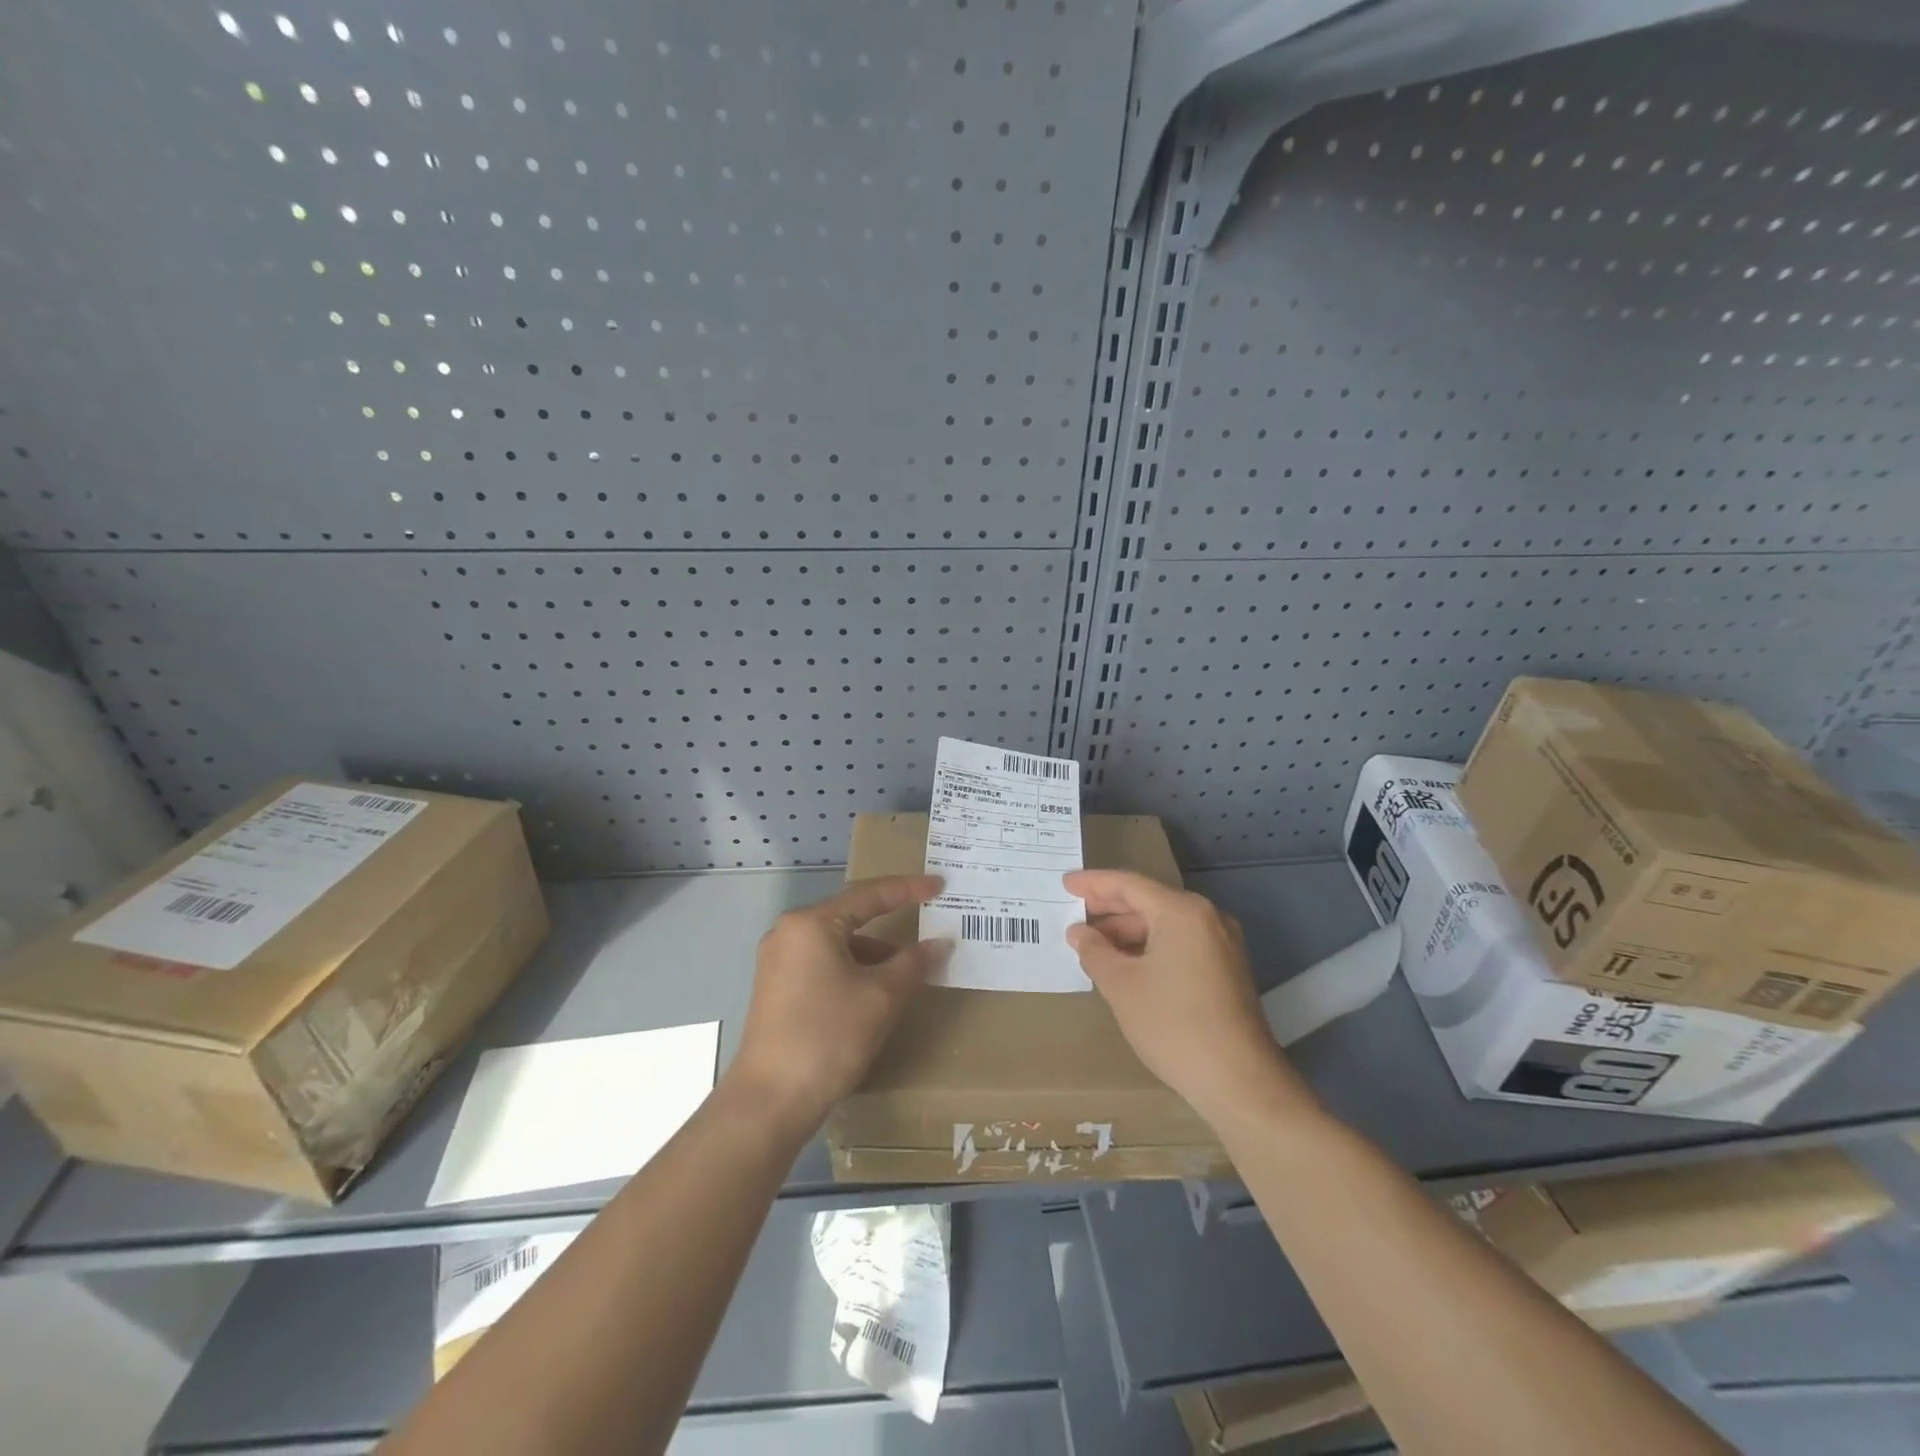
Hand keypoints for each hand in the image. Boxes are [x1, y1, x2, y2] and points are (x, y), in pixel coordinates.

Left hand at [728, 875, 948, 1132]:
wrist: (770, 1101)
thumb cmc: (828, 1036)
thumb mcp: (881, 997)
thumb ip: (913, 963)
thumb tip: (940, 943)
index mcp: (812, 924)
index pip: (869, 895)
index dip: (908, 889)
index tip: (939, 885)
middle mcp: (789, 932)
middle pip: (850, 915)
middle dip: (891, 920)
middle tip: (927, 918)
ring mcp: (778, 960)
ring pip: (837, 942)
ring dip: (873, 951)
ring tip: (908, 967)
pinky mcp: (776, 987)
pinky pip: (823, 962)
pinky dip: (852, 968)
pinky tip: (874, 990)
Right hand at [1064, 870, 1311, 1125]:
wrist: (1240, 1081)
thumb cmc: (1173, 1025)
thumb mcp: (1121, 986)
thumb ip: (1095, 951)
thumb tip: (1079, 932)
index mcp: (1182, 912)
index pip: (1129, 885)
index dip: (1094, 883)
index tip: (1065, 883)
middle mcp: (1207, 917)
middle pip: (1149, 901)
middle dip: (1109, 907)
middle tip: (1074, 911)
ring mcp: (1221, 943)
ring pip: (1165, 924)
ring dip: (1128, 930)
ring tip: (1092, 943)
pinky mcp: (1226, 968)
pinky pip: (1179, 942)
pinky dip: (1149, 946)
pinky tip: (1125, 963)